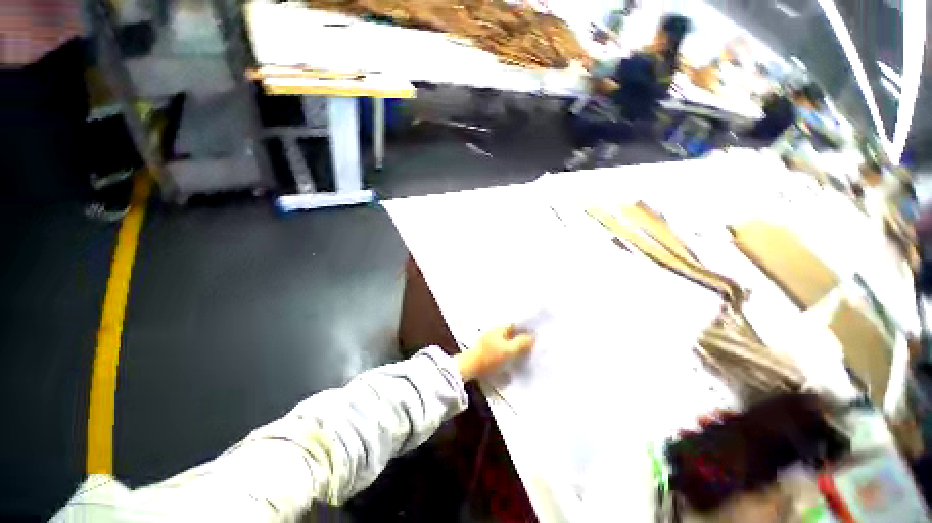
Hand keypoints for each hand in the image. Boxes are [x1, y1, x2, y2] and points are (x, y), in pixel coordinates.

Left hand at [455, 324, 534, 381]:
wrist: (470, 367)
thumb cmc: (490, 357)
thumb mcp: (509, 350)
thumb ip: (521, 343)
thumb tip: (532, 336)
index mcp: (499, 328)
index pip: (515, 323)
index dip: (525, 327)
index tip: (535, 333)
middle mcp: (494, 331)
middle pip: (510, 332)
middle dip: (520, 336)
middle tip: (532, 344)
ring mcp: (488, 340)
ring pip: (505, 340)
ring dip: (514, 344)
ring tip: (525, 352)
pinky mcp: (486, 350)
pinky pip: (500, 347)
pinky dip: (507, 350)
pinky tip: (512, 357)